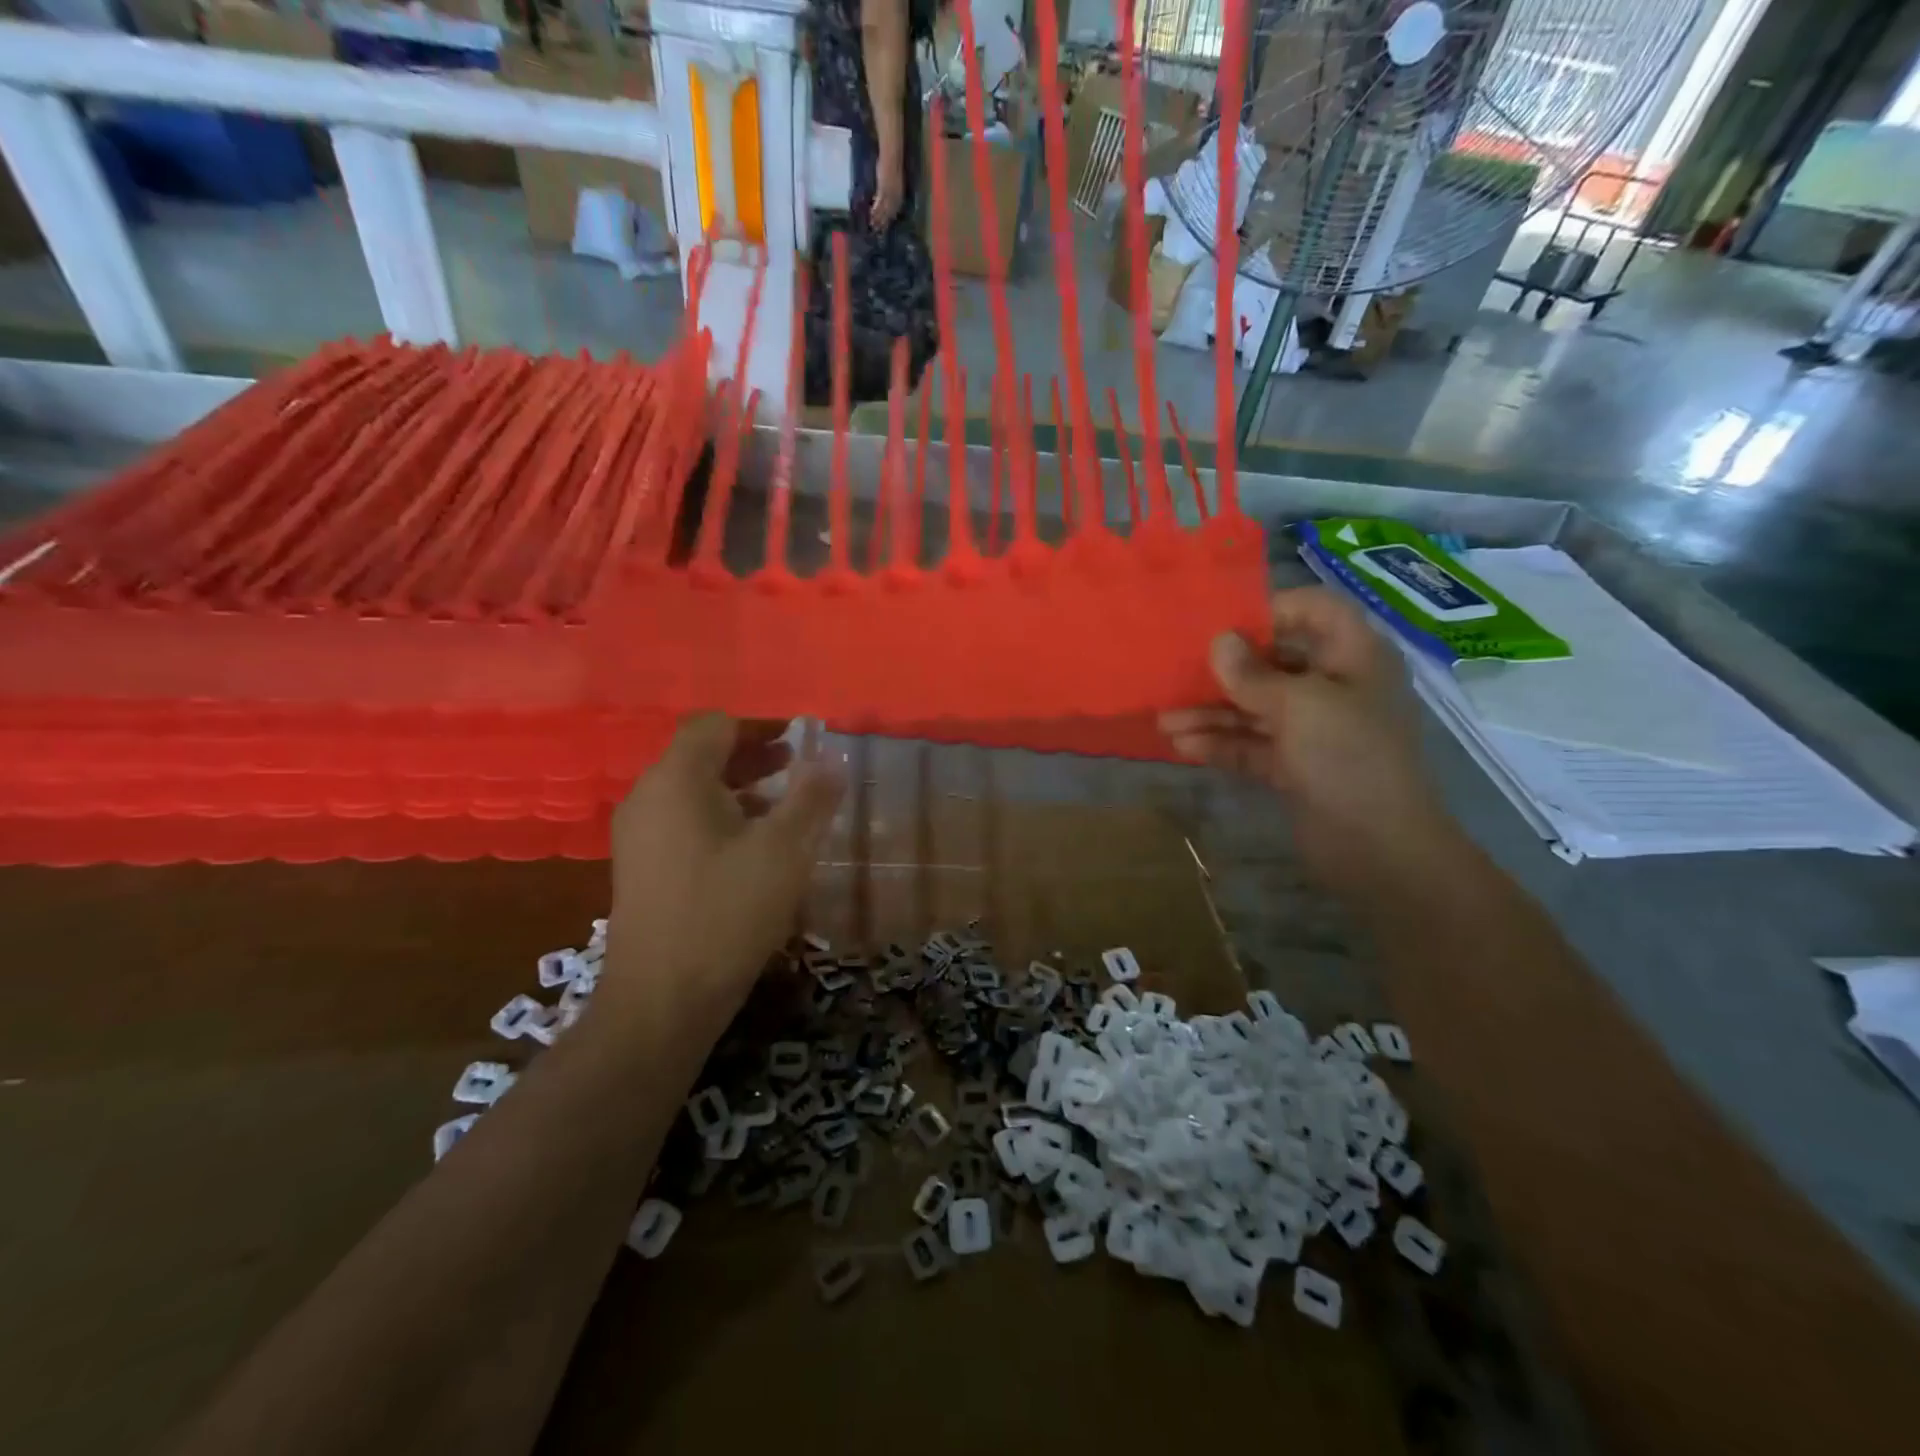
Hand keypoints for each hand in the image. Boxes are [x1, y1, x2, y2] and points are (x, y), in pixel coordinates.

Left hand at [602, 715, 841, 1027]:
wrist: (663, 1000)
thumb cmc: (727, 912)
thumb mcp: (785, 850)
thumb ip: (811, 797)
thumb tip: (832, 759)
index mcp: (676, 780)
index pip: (715, 725)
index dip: (760, 725)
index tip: (799, 739)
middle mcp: (648, 798)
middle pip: (701, 756)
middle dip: (753, 755)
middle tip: (798, 766)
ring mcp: (640, 836)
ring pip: (693, 792)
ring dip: (740, 789)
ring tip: (784, 807)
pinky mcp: (642, 869)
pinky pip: (684, 823)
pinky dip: (721, 818)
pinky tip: (754, 849)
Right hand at [871, 147, 903, 229]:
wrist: (892, 156)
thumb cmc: (891, 165)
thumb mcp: (892, 181)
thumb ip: (889, 189)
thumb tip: (883, 197)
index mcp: (900, 195)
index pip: (894, 210)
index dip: (889, 219)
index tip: (884, 226)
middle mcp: (896, 197)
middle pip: (889, 213)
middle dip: (883, 222)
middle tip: (878, 231)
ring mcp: (890, 194)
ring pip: (884, 210)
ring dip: (878, 218)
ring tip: (872, 225)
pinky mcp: (884, 189)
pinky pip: (879, 202)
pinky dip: (875, 209)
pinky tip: (871, 214)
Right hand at [1159, 588, 1453, 881]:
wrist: (1380, 849)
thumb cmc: (1349, 758)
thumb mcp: (1300, 706)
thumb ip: (1253, 674)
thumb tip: (1219, 641)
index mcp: (1354, 657)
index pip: (1315, 610)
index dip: (1271, 610)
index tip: (1222, 623)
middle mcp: (1334, 687)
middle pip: (1273, 662)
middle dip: (1223, 671)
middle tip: (1176, 674)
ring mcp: (1314, 730)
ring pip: (1255, 708)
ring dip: (1211, 713)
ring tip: (1164, 721)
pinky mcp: (1295, 766)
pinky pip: (1252, 744)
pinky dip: (1220, 743)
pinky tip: (1183, 746)